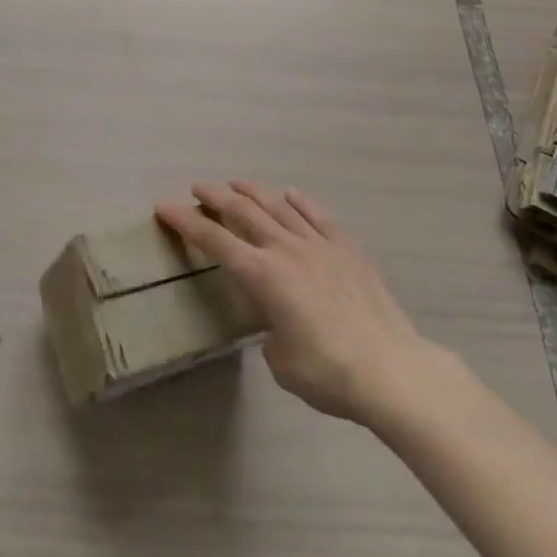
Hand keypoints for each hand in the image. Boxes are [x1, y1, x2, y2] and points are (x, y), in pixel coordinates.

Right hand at [155, 182, 427, 424]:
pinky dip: (301, 203)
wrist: (392, 371)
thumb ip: (270, 332)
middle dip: (216, 197)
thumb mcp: (281, 360)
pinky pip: (319, 217)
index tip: (164, 206)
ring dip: (254, 192)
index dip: (185, 221)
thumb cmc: (328, 373)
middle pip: (243, 212)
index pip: (214, 240)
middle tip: (198, 187)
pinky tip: (291, 195)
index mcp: (262, 275)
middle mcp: (286, 250)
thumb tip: (279, 325)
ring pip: (279, 207)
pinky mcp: (349, 251)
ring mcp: (320, 246)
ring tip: (236, 183)